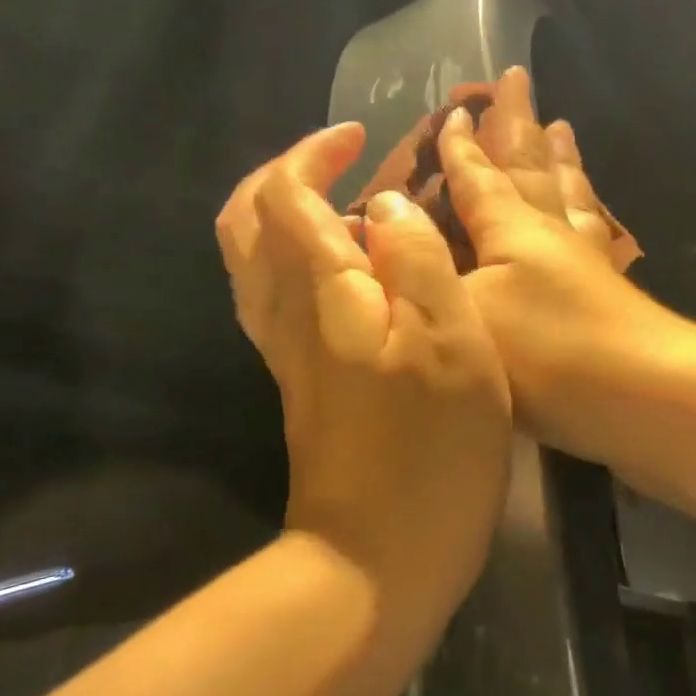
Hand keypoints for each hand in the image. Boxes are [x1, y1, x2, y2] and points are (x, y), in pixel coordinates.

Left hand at [216, 123, 512, 629]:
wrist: (375, 559)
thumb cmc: (431, 452)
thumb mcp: (451, 343)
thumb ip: (416, 261)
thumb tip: (384, 208)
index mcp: (321, 292)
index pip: (284, 195)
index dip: (313, 154)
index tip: (360, 136)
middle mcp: (285, 315)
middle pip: (244, 225)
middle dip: (280, 176)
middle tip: (337, 160)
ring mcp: (285, 354)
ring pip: (252, 263)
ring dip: (281, 217)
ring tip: (343, 203)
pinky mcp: (298, 385)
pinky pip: (273, 299)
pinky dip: (294, 262)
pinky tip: (345, 271)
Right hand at [438, 68, 665, 456]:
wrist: (642, 401)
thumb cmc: (543, 356)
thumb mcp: (463, 311)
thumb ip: (421, 266)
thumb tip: (385, 219)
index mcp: (512, 230)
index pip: (479, 177)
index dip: (461, 147)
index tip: (454, 110)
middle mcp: (551, 234)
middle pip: (531, 168)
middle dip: (518, 125)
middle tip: (518, 80)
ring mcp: (586, 263)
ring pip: (568, 195)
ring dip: (559, 160)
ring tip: (562, 128)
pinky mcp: (610, 294)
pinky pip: (594, 234)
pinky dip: (587, 212)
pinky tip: (591, 215)